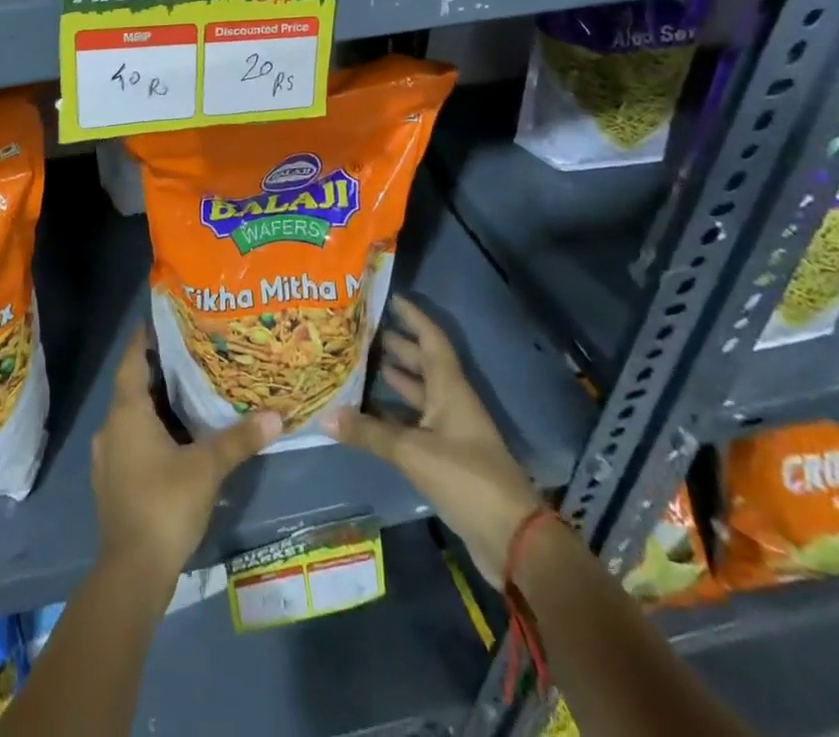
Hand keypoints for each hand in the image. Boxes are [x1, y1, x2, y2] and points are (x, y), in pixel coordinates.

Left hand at [91, 326, 281, 578]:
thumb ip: (239, 439)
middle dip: (159, 371)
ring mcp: (107, 456)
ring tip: (189, 393)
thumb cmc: (165, 505)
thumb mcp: (207, 468)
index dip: (144, 338)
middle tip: (191, 356)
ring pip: (132, 416)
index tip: (163, 321)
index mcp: (127, 412)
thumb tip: (275, 416)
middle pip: (132, 386)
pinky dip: (151, 431)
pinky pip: (131, 440)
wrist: (132, 572)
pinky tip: (176, 439)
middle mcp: (111, 426)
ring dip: (155, 404)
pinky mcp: (112, 481)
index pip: (131, 359)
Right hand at [322, 293, 541, 586]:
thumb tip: (325, 415)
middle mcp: (451, 403)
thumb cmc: (467, 479)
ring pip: (418, 394)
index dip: (412, 316)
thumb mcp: (413, 452)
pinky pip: (415, 423)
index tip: (388, 297)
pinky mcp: (447, 459)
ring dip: (393, 379)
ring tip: (359, 363)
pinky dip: (393, 415)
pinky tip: (368, 414)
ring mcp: (451, 432)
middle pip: (423, 364)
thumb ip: (369, 433)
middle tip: (360, 329)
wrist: (513, 541)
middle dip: (396, 345)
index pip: (431, 339)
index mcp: (450, 389)